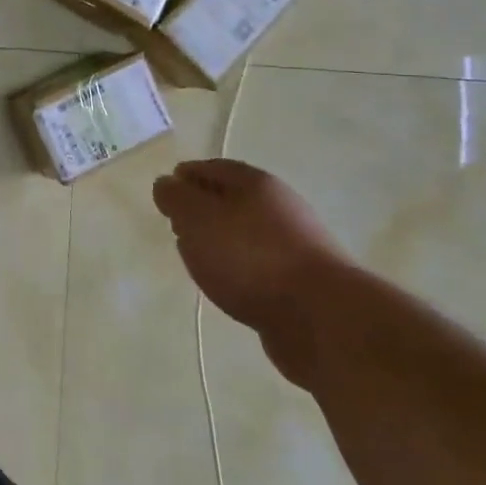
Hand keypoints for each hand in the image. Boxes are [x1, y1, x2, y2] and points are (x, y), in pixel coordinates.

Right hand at [152, 159, 354, 381]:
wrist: (321, 317)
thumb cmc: (250, 257)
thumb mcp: (197, 218)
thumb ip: (175, 197)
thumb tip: (166, 184)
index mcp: (254, 183)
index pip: (211, 168)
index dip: (185, 176)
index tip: (164, 193)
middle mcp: (279, 206)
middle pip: (230, 198)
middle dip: (201, 208)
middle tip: (176, 225)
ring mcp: (294, 243)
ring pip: (244, 232)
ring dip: (220, 240)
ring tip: (197, 258)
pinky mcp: (301, 280)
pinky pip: (258, 263)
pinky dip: (239, 266)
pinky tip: (227, 283)